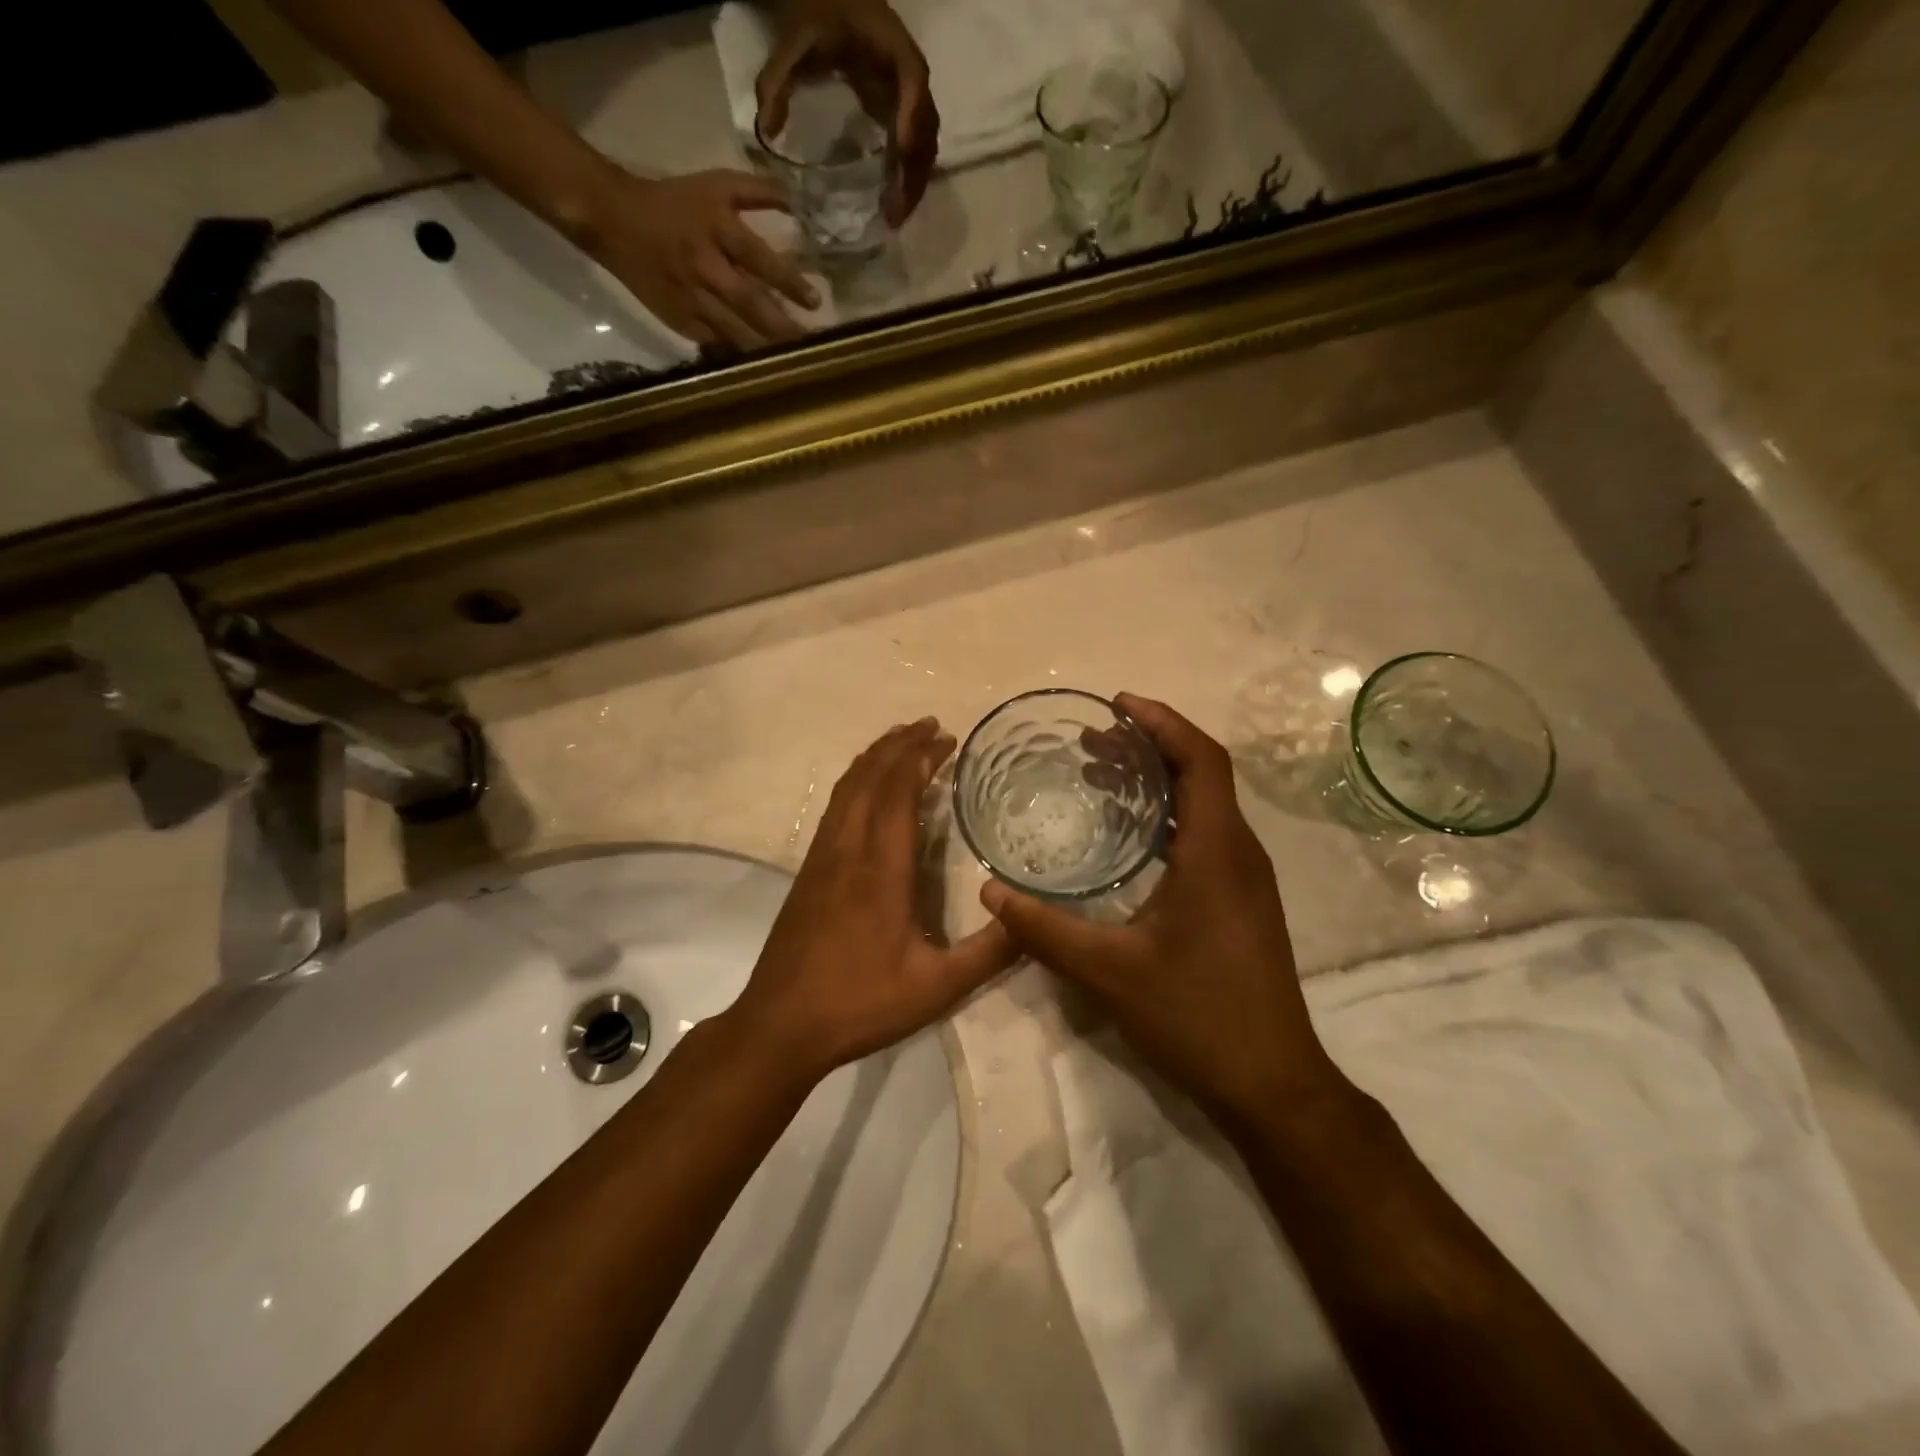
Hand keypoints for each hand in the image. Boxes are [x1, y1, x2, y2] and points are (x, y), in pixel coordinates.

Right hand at [578, 168, 818, 350]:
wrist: (614, 220)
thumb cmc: (673, 202)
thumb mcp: (715, 185)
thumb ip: (757, 190)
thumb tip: (797, 200)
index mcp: (716, 229)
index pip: (759, 259)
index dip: (788, 281)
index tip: (815, 302)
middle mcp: (706, 266)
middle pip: (749, 302)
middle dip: (781, 326)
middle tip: (810, 344)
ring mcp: (693, 298)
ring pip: (734, 330)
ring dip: (764, 347)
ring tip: (792, 362)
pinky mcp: (681, 321)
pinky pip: (715, 343)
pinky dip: (738, 354)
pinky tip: (761, 367)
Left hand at [731, 718, 1016, 1079]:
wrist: (780, 1025)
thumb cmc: (860, 1002)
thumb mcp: (937, 987)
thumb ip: (989, 953)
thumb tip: (1034, 920)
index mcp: (880, 869)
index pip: (898, 793)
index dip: (921, 758)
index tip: (947, 738)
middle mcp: (848, 850)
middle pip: (870, 778)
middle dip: (900, 745)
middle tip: (932, 726)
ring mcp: (822, 858)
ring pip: (846, 788)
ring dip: (875, 758)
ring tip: (901, 741)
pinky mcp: (808, 871)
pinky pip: (834, 807)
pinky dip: (855, 781)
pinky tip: (866, 788)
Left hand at [757, 0, 939, 224]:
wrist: (830, 2)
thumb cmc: (814, 19)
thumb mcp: (791, 45)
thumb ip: (776, 82)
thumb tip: (767, 131)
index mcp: (890, 43)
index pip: (912, 80)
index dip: (911, 116)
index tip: (902, 153)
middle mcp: (910, 72)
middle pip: (926, 125)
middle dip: (913, 171)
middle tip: (895, 213)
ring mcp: (912, 95)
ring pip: (925, 144)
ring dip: (913, 182)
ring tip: (893, 217)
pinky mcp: (905, 112)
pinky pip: (915, 148)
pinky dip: (907, 176)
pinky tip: (892, 200)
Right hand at [979, 694, 1344, 1128]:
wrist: (1271, 1082)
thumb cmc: (1196, 1015)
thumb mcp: (1108, 972)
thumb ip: (1044, 929)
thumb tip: (990, 891)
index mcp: (1217, 851)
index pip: (1201, 759)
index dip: (1163, 722)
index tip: (1117, 704)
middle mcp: (1240, 853)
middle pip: (1203, 772)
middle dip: (1151, 745)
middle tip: (1093, 738)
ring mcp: (1246, 878)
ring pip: (1206, 803)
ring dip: (1160, 779)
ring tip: (1103, 771)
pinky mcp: (1242, 901)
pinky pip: (1207, 833)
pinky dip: (1169, 814)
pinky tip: (1130, 835)